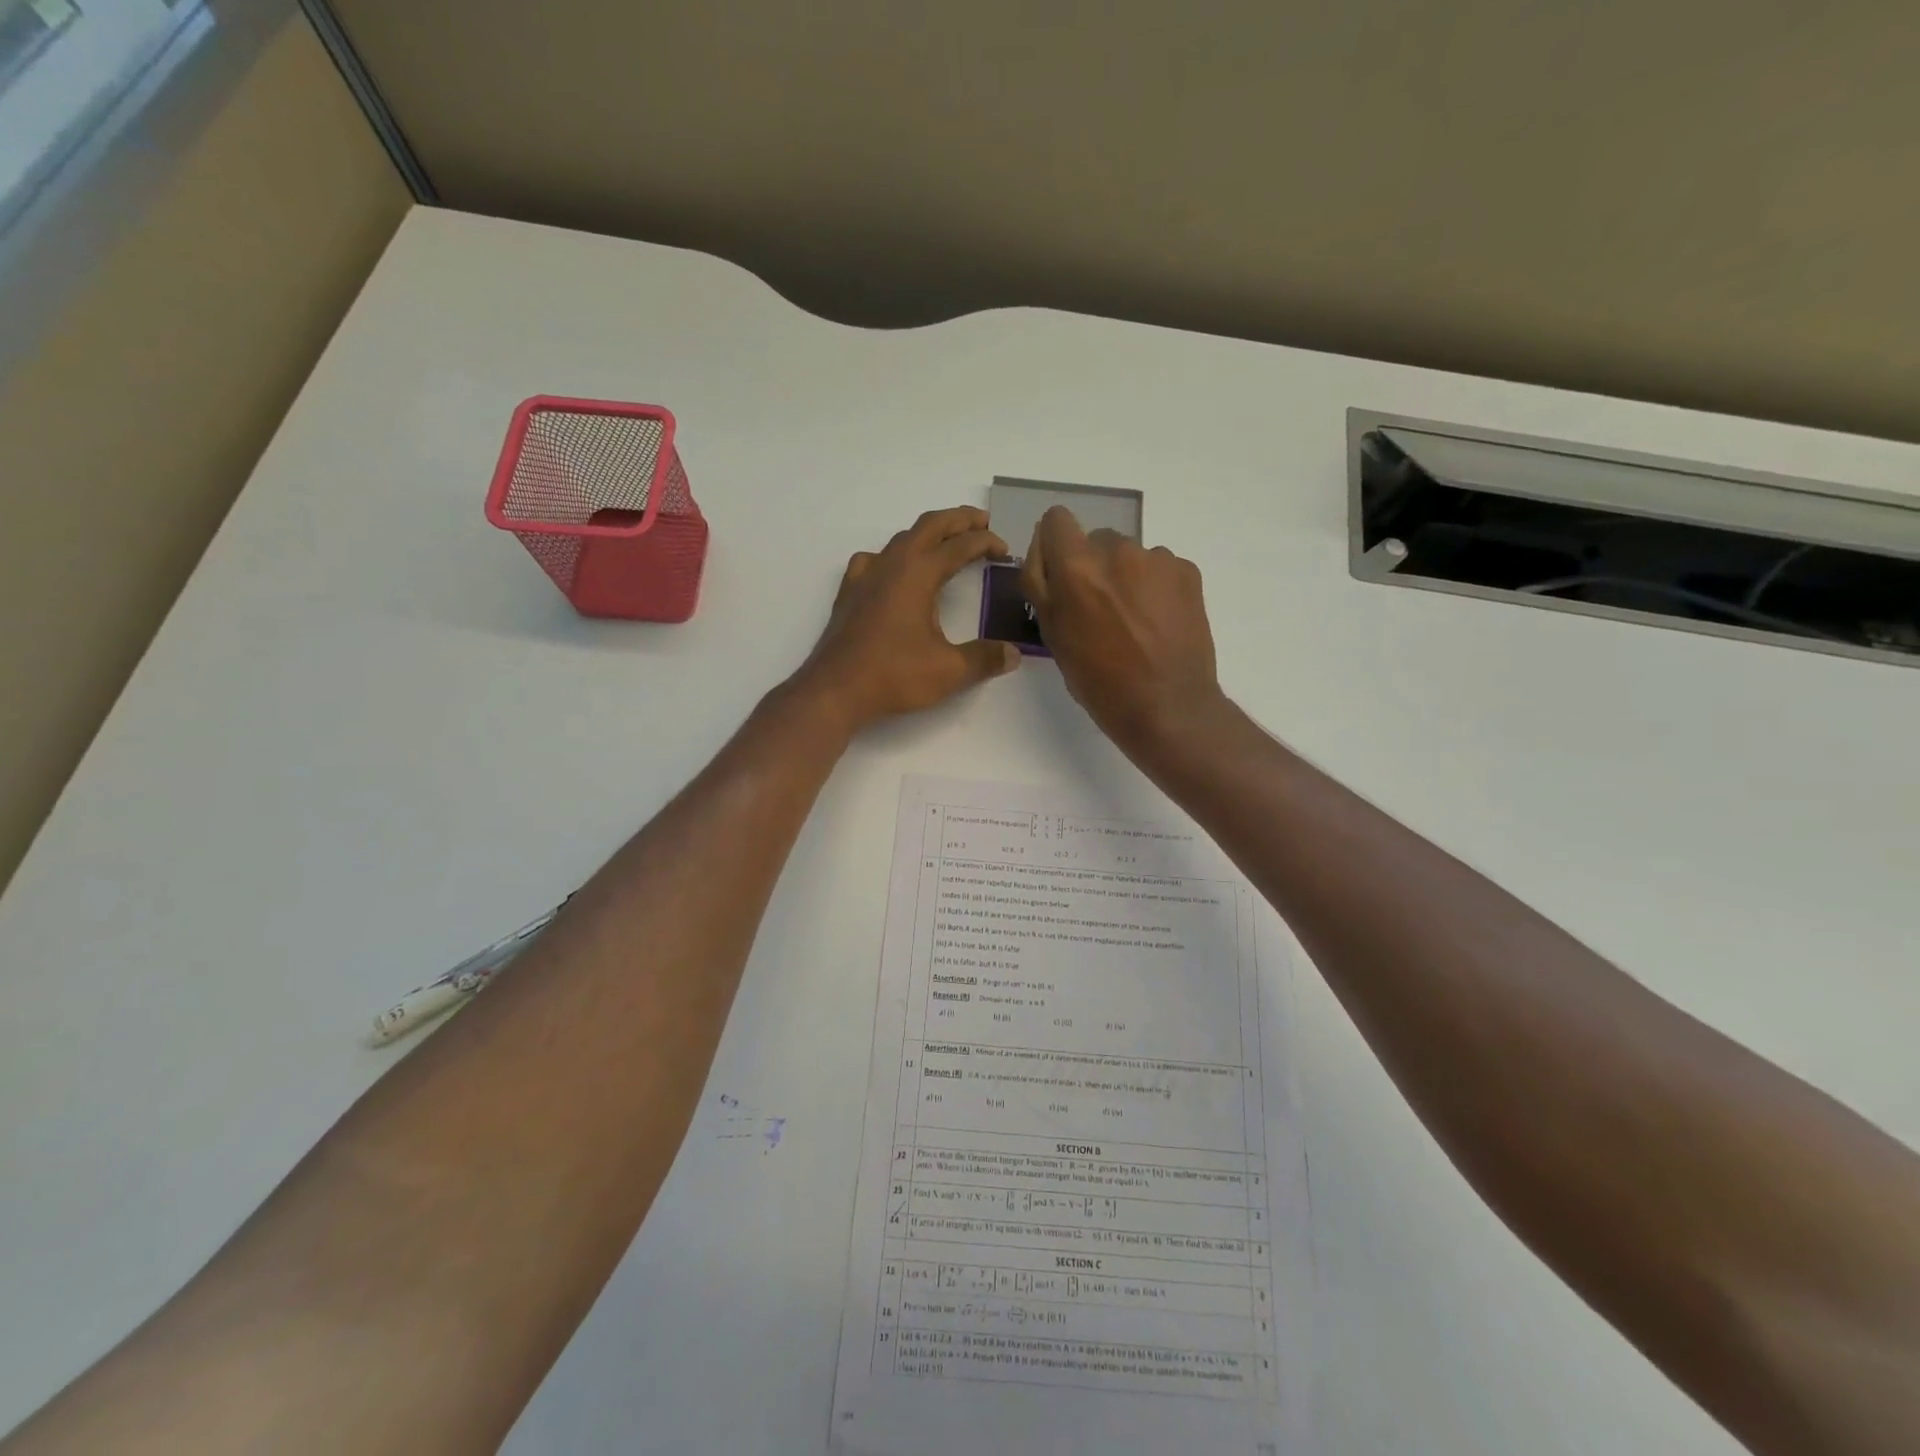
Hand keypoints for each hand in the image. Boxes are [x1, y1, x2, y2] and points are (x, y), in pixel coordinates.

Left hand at [796, 506, 1021, 731]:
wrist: (834, 691)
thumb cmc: (892, 676)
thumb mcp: (948, 671)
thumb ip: (984, 659)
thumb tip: (1014, 654)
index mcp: (917, 574)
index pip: (960, 546)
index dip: (986, 543)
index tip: (1005, 550)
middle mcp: (891, 564)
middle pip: (929, 526)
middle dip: (959, 520)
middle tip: (982, 523)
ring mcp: (865, 575)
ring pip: (901, 539)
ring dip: (928, 535)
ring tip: (946, 544)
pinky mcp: (850, 592)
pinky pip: (876, 559)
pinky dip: (895, 555)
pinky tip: (896, 571)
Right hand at [1021, 506, 1223, 758]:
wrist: (1168, 706)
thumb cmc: (1099, 681)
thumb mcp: (1052, 635)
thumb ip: (1040, 584)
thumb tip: (1041, 548)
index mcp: (1076, 567)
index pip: (1057, 519)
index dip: (1055, 545)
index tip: (1062, 574)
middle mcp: (1118, 550)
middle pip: (1096, 540)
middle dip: (1093, 567)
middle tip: (1100, 611)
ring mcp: (1158, 558)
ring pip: (1130, 555)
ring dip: (1127, 577)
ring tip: (1134, 622)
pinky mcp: (1188, 571)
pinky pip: (1161, 568)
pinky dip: (1156, 588)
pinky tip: (1159, 623)